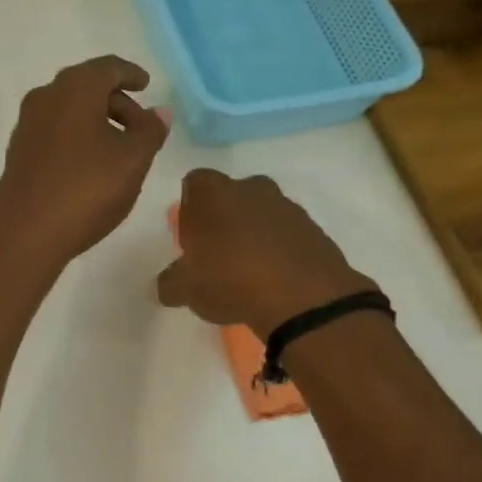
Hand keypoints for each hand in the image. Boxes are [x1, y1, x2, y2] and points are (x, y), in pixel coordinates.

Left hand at [0, 55, 169, 269]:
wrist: (25, 234)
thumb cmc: (86, 189)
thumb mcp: (133, 160)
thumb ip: (151, 130)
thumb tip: (160, 111)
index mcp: (75, 88)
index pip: (108, 67)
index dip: (131, 74)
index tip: (146, 85)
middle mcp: (46, 96)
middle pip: (88, 86)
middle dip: (118, 101)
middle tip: (142, 127)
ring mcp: (27, 123)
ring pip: (70, 109)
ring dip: (98, 120)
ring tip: (121, 150)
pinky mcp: (19, 150)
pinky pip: (56, 129)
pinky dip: (78, 135)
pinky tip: (92, 164)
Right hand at [156, 169, 375, 335]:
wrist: (303, 298)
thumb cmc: (230, 280)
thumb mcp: (187, 290)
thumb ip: (171, 283)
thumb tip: (167, 285)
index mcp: (212, 193)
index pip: (194, 183)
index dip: (191, 207)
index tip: (192, 236)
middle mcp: (250, 188)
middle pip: (232, 194)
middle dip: (225, 217)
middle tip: (220, 253)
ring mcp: (287, 206)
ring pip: (263, 212)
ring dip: (256, 233)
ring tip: (251, 271)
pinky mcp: (315, 229)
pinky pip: (289, 234)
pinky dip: (282, 249)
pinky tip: (277, 279)